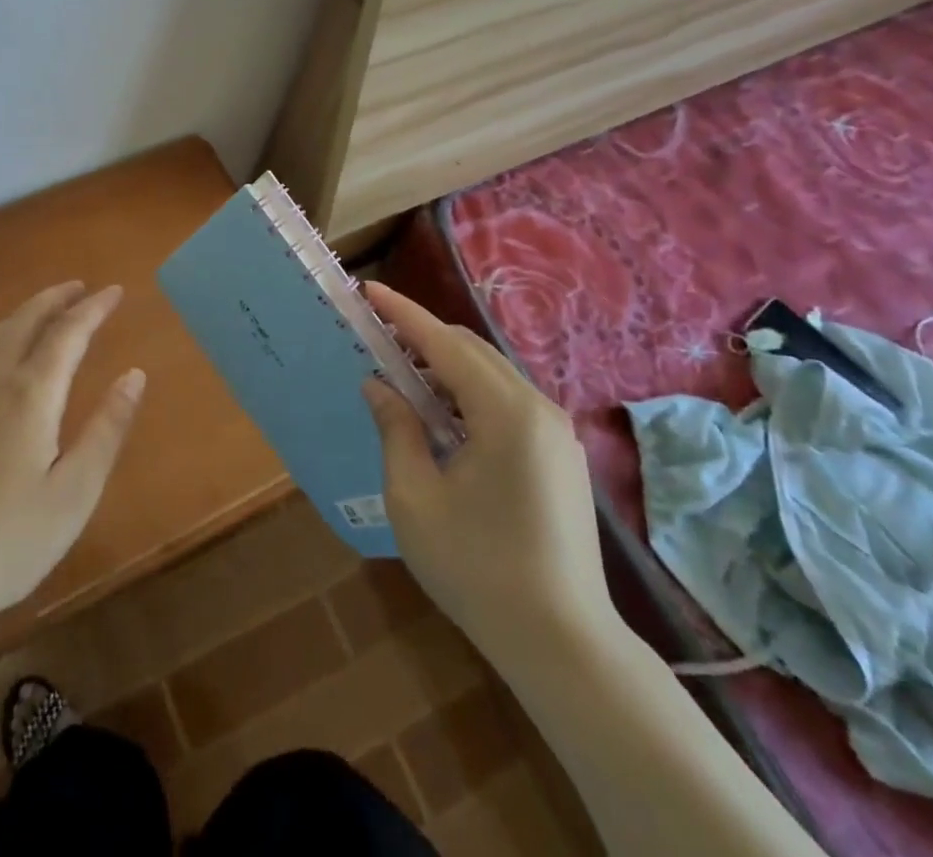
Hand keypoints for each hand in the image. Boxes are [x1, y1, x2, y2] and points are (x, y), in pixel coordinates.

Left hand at [0, 283, 145, 638]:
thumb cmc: (5, 543)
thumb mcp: (74, 494)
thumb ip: (107, 429)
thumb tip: (134, 376)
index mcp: (29, 394)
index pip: (68, 333)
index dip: (94, 309)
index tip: (115, 291)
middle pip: (25, 321)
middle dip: (56, 299)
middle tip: (81, 287)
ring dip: (26, 313)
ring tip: (48, 308)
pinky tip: (1, 351)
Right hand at [360, 283, 616, 666]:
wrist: (563, 644)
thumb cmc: (476, 568)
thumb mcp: (415, 497)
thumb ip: (396, 429)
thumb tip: (380, 385)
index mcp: (505, 413)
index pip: (444, 343)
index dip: (403, 314)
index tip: (369, 289)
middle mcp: (538, 409)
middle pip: (472, 351)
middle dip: (423, 339)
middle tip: (378, 342)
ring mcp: (556, 433)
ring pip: (491, 375)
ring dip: (445, 368)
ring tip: (403, 381)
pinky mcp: (561, 456)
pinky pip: (507, 402)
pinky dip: (469, 394)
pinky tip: (443, 419)